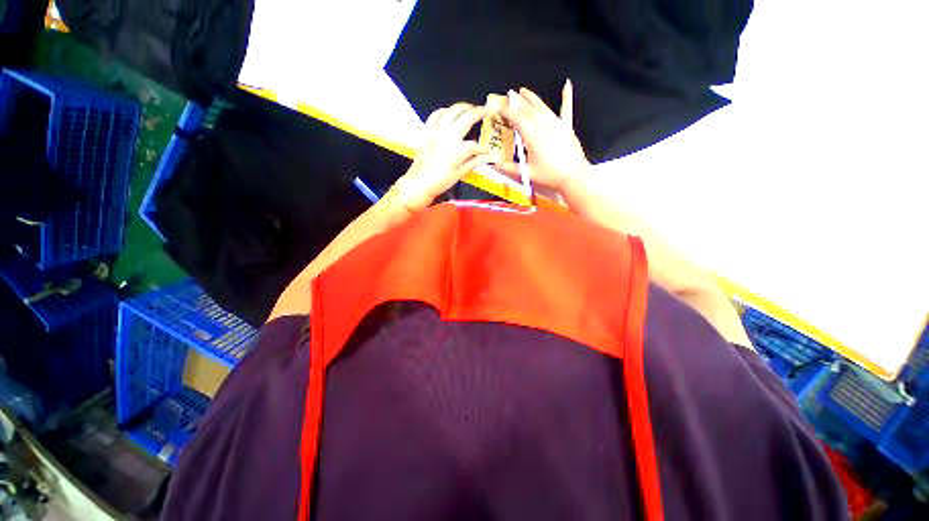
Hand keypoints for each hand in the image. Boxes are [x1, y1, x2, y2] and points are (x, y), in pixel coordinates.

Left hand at [390, 103, 490, 210]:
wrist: (419, 183)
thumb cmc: (438, 181)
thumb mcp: (459, 174)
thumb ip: (473, 162)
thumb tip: (484, 157)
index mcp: (458, 149)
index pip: (476, 145)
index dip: (483, 149)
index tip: (486, 152)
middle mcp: (448, 137)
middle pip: (467, 118)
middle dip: (479, 112)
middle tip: (486, 110)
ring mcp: (437, 132)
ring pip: (452, 111)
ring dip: (463, 107)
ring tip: (471, 107)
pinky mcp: (428, 132)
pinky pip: (436, 115)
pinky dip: (444, 111)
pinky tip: (449, 111)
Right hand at [496, 80, 590, 192]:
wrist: (573, 176)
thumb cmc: (550, 176)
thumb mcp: (527, 173)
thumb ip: (510, 168)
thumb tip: (495, 165)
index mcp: (533, 137)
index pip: (518, 119)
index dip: (508, 112)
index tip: (501, 108)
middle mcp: (544, 127)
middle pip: (528, 110)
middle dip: (517, 102)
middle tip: (509, 96)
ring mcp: (557, 125)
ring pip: (542, 107)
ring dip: (532, 98)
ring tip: (523, 91)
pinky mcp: (567, 127)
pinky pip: (566, 109)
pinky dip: (567, 96)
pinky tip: (567, 85)